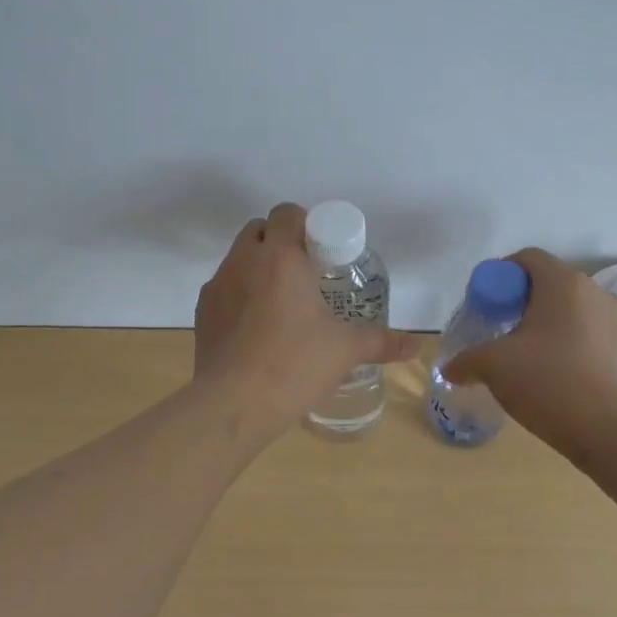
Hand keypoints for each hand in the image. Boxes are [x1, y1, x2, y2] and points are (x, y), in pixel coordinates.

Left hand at [194, 203, 419, 433]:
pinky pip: (223, 289)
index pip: (286, 213)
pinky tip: (256, 330)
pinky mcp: (202, 312)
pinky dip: (239, 296)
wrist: (234, 404)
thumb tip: (415, 346)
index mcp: (280, 257)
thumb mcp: (346, 350)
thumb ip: (382, 342)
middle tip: (305, 275)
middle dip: (280, 243)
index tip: (321, 252)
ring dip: (258, 268)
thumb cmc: (295, 364)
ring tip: (281, 305)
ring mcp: (217, 286)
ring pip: (238, 259)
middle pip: (259, 230)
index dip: (305, 224)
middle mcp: (244, 261)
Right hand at [441, 248, 616, 453]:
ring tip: (521, 352)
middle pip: (547, 283)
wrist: (605, 428)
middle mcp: (592, 291)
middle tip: (497, 328)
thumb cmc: (546, 380)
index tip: (484, 304)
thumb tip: (450, 369)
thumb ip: (466, 360)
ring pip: (566, 308)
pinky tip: (547, 369)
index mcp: (562, 283)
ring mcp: (611, 320)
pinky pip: (583, 330)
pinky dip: (562, 340)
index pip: (527, 258)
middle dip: (518, 301)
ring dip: (542, 322)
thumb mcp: (493, 365)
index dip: (500, 275)